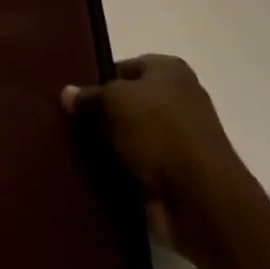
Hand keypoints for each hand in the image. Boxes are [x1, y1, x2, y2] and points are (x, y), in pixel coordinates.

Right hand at [63, 55, 251, 257]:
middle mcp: (181, 99)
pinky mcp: (182, 178)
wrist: (203, 201)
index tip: (77, 100)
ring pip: (137, 138)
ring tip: (82, 155)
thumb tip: (66, 93)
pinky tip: (102, 179)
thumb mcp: (114, 102)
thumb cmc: (159, 132)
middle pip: (132, 103)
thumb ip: (89, 96)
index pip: (125, 67)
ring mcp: (185, 141)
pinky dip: (128, 174)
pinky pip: (145, 169)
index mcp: (170, 70)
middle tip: (75, 128)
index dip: (100, 81)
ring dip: (116, 148)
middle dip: (106, 117)